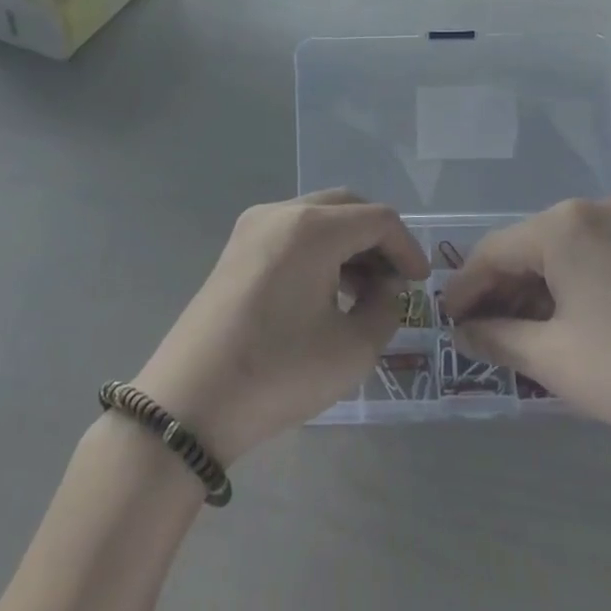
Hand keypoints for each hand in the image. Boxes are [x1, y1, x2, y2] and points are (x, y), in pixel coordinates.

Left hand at [131, 190, 427, 463]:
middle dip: (379, 239)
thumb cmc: (278, 373)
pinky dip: (320, 250)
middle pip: (347, 207)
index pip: (378, 219)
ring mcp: (254, 226)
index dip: (407, 248)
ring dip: (349, 244)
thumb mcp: (351, 350)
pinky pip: (293, 232)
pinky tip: (328, 290)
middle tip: (396, 281)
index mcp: (312, 228)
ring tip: (366, 292)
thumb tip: (386, 288)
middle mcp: (282, 211)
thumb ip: (385, 309)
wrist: (189, 404)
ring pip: (319, 217)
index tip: (421, 284)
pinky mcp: (237, 247)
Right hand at [440, 197, 610, 472]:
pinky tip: (567, 319)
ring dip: (538, 287)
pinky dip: (574, 283)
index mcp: (563, 223)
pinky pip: (597, 255)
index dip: (466, 288)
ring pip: (564, 250)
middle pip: (530, 246)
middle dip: (502, 289)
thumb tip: (462, 333)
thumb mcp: (551, 358)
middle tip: (481, 331)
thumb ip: (496, 338)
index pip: (494, 251)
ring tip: (521, 332)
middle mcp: (596, 207)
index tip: (447, 320)